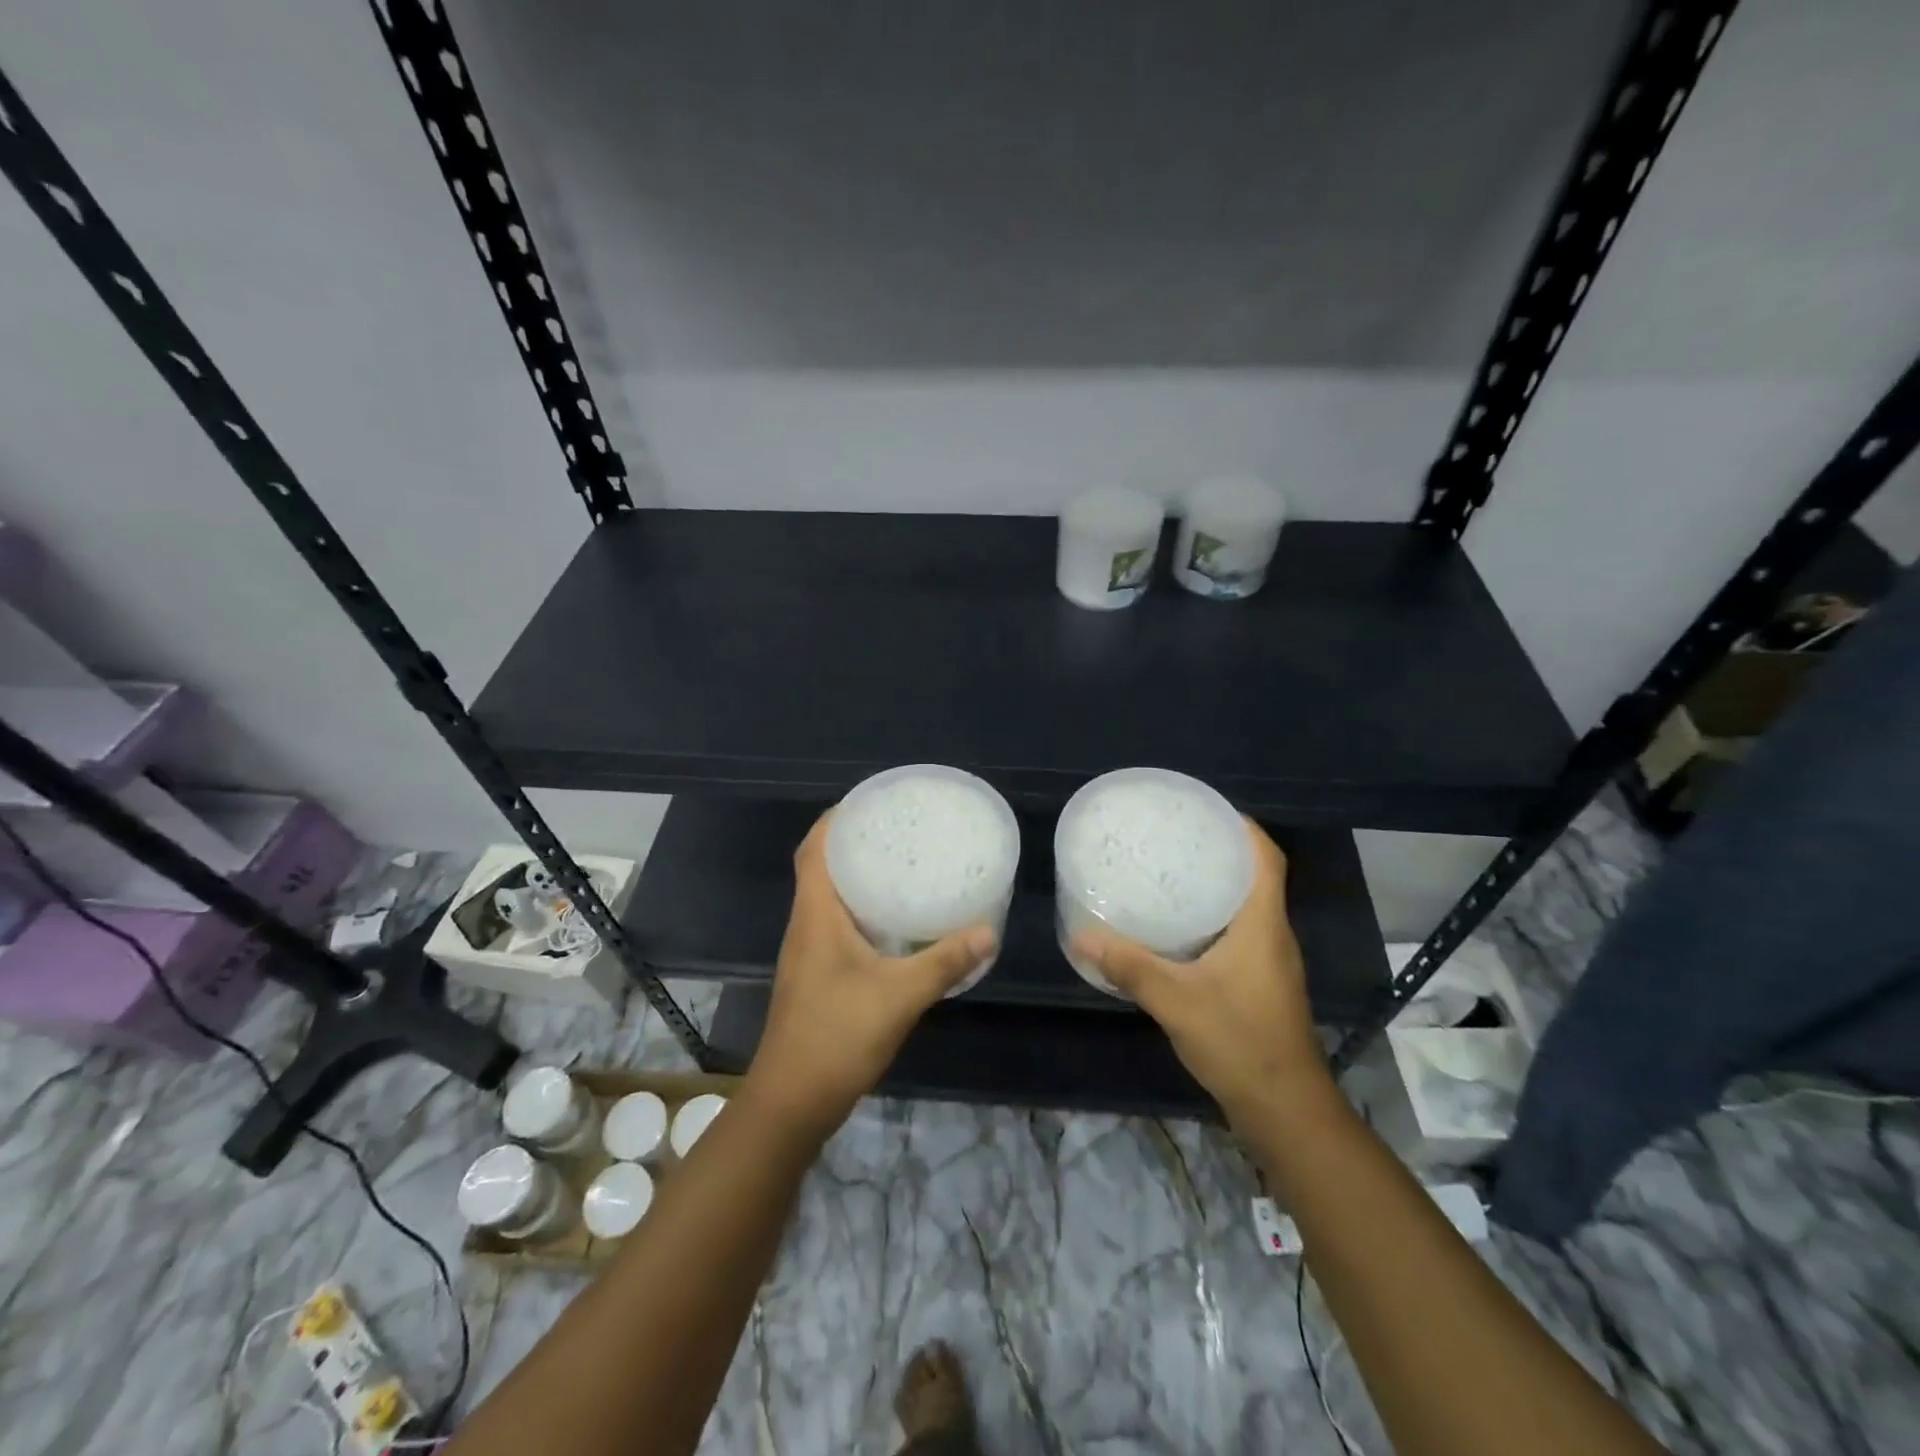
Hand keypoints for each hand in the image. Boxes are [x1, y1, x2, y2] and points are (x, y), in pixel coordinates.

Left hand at [744, 811, 995, 1138]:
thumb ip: (944, 962)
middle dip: (853, 843)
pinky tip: (896, 922)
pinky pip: (837, 925)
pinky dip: (862, 910)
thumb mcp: (899, 997)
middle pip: (820, 867)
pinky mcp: (817, 975)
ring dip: (858, 877)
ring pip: (829, 898)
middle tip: (899, 830)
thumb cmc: (836, 1037)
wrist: (792, 1102)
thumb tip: (989, 931)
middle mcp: (807, 926)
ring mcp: (809, 953)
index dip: (834, 820)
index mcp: (816, 916)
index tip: (870, 803)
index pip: (813, 850)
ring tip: (902, 864)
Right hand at [1070, 819, 1331, 1126]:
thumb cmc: (1239, 1042)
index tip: (1205, 810)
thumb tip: (1081, 937)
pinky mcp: (1260, 983)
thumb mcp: (1175, 1000)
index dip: (1243, 827)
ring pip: (1246, 906)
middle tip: (1172, 838)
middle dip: (1219, 851)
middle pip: (1254, 877)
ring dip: (1215, 885)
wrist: (1284, 1109)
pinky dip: (1212, 918)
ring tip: (1169, 872)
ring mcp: (1269, 962)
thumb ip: (1129, 967)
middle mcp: (1272, 935)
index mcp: (1263, 924)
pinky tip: (1177, 928)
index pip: (1266, 858)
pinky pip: (1238, 933)